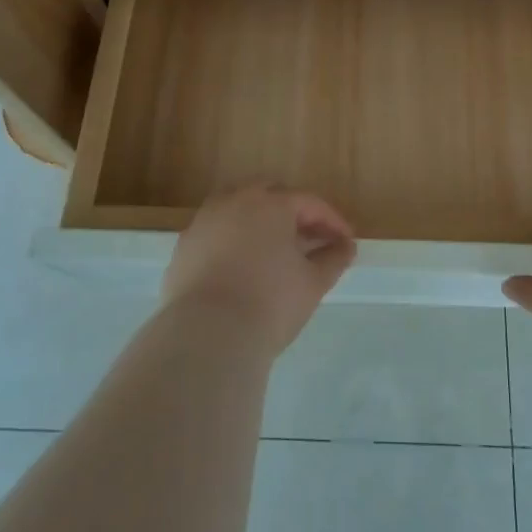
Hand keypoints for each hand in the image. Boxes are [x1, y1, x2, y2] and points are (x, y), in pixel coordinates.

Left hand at [161, 182, 357, 355]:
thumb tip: (346, 246)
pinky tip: (240, 265)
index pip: (309, 202)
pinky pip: (216, 231)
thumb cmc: (270, 303)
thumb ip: (333, 259)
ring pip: (238, 207)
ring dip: (259, 221)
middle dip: (293, 211)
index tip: (346, 241)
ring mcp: (205, 220)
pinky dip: (232, 239)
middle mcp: (236, 201)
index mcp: (271, 203)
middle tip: (310, 238)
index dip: (332, 220)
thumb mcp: (312, 283)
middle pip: (271, 194)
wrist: (206, 336)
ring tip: (274, 249)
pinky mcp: (185, 245)